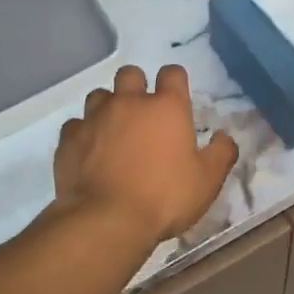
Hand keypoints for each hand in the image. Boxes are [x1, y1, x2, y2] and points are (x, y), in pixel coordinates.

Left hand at [55, 65, 239, 242]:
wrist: (107, 220)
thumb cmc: (164, 198)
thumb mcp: (207, 181)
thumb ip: (221, 153)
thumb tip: (224, 137)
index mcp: (167, 107)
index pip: (173, 73)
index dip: (175, 81)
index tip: (176, 98)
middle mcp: (129, 102)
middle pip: (130, 74)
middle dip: (136, 86)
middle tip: (142, 113)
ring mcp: (95, 117)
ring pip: (99, 95)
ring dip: (107, 107)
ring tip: (113, 131)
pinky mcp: (69, 138)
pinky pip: (75, 125)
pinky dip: (83, 134)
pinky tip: (88, 152)